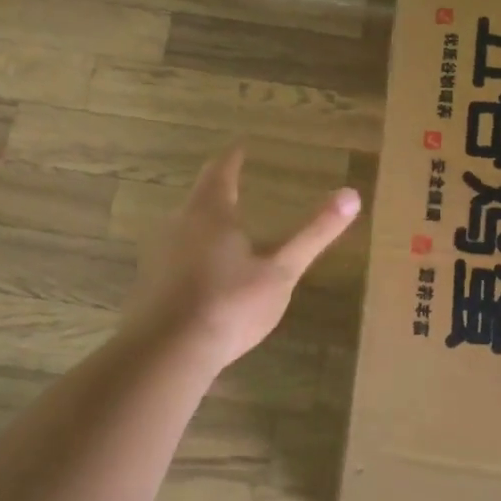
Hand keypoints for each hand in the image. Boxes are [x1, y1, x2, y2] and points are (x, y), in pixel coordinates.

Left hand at [121, 145, 361, 371]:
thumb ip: (314, 233)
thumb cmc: (230, 304)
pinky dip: (191, 253)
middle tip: (235, 185)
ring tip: (224, 228)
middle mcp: (179, 223)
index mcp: (210, 213)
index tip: (240, 147)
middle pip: (199, 196)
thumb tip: (352, 194)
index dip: (232, 158)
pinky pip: (173, 255)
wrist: (167, 354)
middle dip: (218, 189)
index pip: (221, 171)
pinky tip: (203, 273)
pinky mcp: (148, 283)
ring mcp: (158, 253)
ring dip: (204, 222)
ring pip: (184, 225)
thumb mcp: (281, 271)